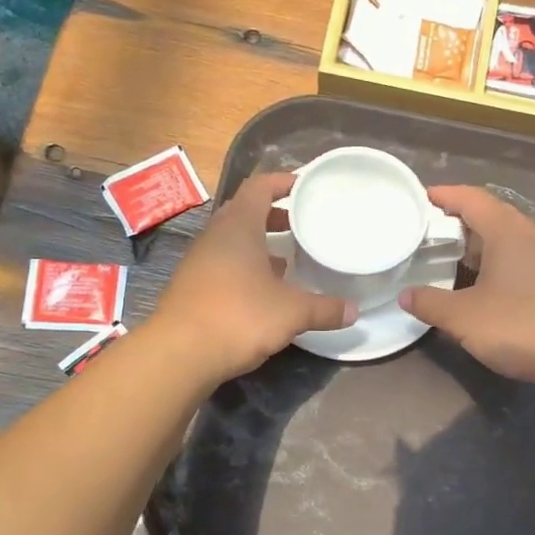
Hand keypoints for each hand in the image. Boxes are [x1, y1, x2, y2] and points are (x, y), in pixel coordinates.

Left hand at [153, 171, 354, 382]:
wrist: (179, 353)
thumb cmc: (239, 317)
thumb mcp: (292, 313)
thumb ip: (324, 309)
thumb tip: (354, 312)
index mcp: (238, 227)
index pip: (259, 187)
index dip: (282, 181)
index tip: (305, 185)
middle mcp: (215, 237)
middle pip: (245, 212)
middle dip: (274, 215)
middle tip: (301, 222)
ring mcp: (199, 262)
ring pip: (233, 241)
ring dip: (259, 244)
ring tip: (288, 258)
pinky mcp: (193, 286)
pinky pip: (224, 265)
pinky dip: (245, 267)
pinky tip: (264, 290)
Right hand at [400, 185, 534, 387]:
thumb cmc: (523, 325)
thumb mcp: (465, 318)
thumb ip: (431, 303)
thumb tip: (406, 295)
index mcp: (507, 231)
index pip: (471, 198)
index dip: (444, 195)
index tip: (421, 197)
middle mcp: (530, 235)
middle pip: (490, 215)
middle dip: (458, 220)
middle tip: (429, 232)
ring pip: (506, 239)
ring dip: (478, 245)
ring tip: (450, 259)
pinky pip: (519, 259)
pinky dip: (495, 263)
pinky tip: (483, 286)